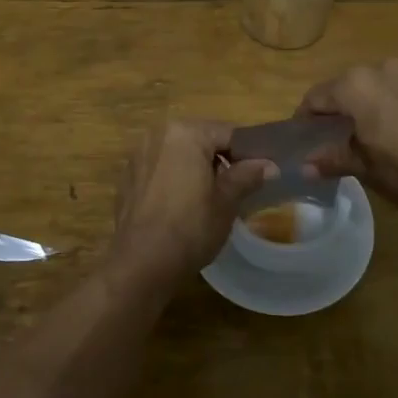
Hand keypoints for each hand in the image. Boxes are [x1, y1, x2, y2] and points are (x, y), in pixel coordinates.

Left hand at [110, 120, 275, 277]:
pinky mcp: (127, 178)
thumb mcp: (227, 202)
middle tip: (238, 189)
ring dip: (196, 169)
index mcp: (185, 133)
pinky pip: (161, 170)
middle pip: (201, 140)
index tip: (260, 175)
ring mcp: (138, 156)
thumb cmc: (190, 228)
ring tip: (211, 199)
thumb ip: (247, 176)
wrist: (141, 264)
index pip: (227, 133)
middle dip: (220, 160)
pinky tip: (182, 207)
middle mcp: (157, 134)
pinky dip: (175, 180)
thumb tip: (269, 165)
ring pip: (179, 154)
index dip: (248, 153)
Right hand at [298, 60, 397, 211]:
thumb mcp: (365, 168)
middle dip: (340, 109)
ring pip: (380, 84)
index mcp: (355, 85)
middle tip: (340, 137)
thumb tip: (305, 166)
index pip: (316, 97)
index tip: (305, 138)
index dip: (306, 118)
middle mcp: (381, 67)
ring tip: (378, 132)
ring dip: (372, 103)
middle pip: (348, 86)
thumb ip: (333, 159)